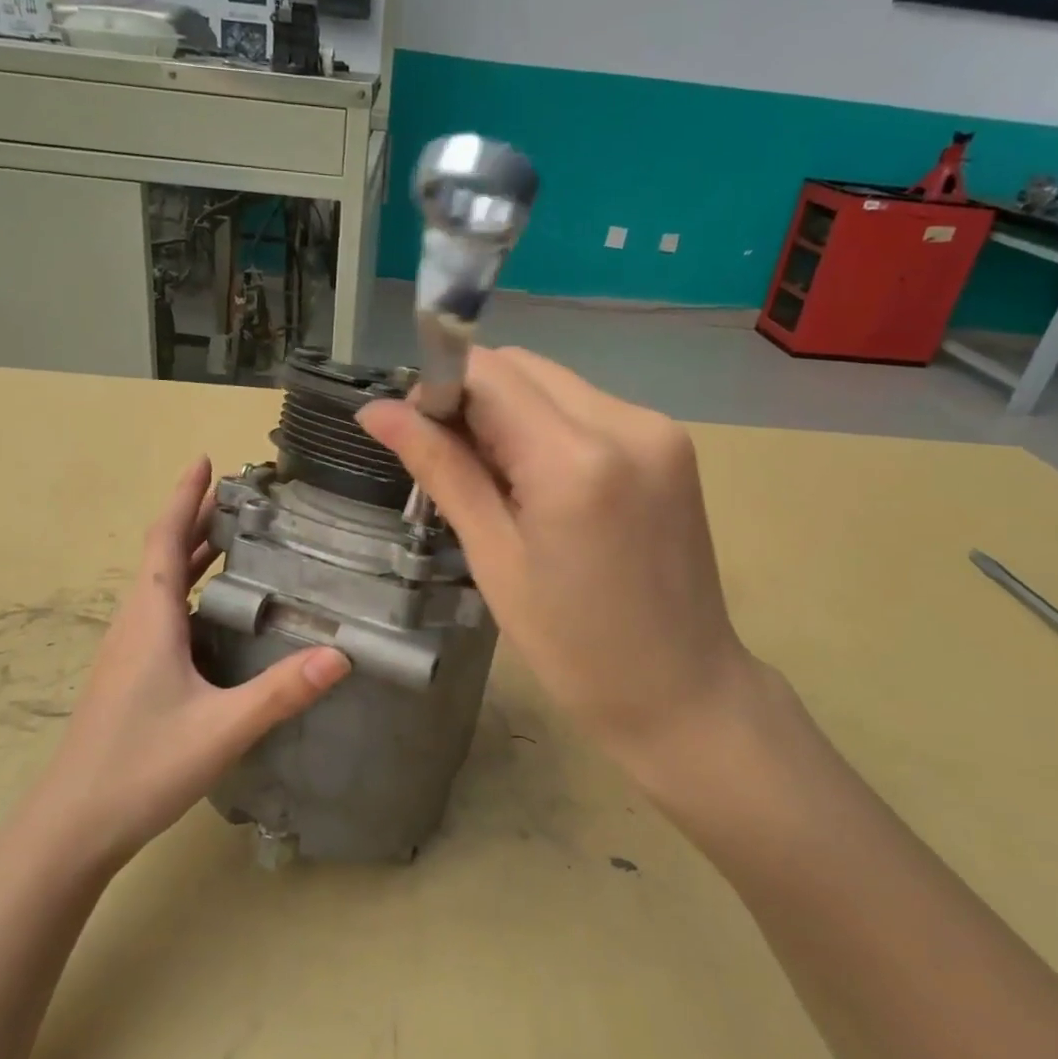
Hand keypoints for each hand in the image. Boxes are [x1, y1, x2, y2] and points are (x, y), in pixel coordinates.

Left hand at [31, 457, 350, 869]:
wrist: (72, 826)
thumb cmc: (140, 766)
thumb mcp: (222, 728)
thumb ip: (282, 692)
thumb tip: (342, 654)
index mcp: (150, 619)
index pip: (164, 539)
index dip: (184, 497)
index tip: (205, 460)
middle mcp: (135, 624)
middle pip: (163, 555)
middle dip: (196, 519)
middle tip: (239, 498)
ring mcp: (128, 652)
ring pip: (161, 586)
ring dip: (190, 555)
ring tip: (233, 541)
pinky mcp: (130, 676)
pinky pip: (161, 613)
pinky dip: (188, 591)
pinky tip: (217, 613)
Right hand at [359, 348, 754, 788]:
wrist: (681, 690)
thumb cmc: (573, 646)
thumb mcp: (494, 559)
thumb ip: (441, 469)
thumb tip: (376, 411)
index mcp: (576, 459)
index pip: (488, 372)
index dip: (438, 388)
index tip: (416, 433)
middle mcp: (627, 422)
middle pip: (523, 367)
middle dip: (473, 399)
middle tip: (454, 465)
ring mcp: (659, 429)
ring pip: (555, 383)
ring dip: (511, 413)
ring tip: (501, 483)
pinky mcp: (672, 444)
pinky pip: (589, 408)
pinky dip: (550, 427)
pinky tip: (544, 484)